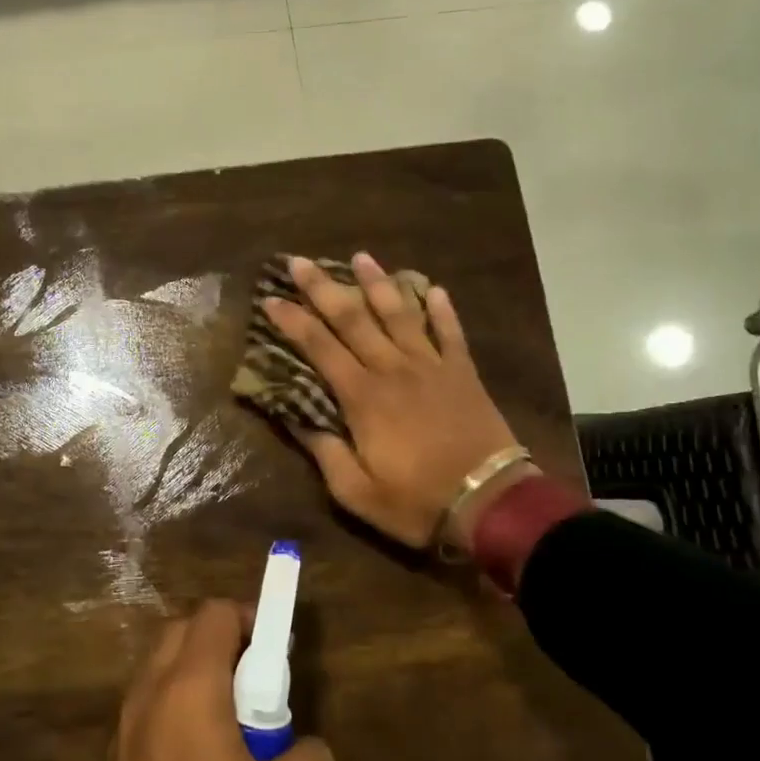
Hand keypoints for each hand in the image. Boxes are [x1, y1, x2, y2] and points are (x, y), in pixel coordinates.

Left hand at [56, 601, 339, 760]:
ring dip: (202, 679)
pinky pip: (151, 713)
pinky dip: (181, 713)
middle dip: (227, 642)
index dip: (254, 618)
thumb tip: (294, 745)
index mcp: (187, 693)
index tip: (281, 654)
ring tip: (241, 736)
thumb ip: (313, 755)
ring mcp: (122, 737)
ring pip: (162, 673)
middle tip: (264, 691)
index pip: (215, 615)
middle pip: (183, 633)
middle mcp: (146, 700)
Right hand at [264, 253, 529, 552]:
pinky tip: (434, 289)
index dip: (292, 321)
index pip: (319, 348)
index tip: (271, 298)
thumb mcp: (355, 491)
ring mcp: (432, 366)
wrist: (489, 502)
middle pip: (353, 319)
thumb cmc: (416, 501)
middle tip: (301, 261)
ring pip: (400, 314)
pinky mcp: (463, 373)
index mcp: (362, 397)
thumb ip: (325, 452)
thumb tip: (296, 420)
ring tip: (361, 257)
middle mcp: (393, 370)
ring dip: (378, 284)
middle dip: (323, 288)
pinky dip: (442, 310)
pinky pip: (450, 332)